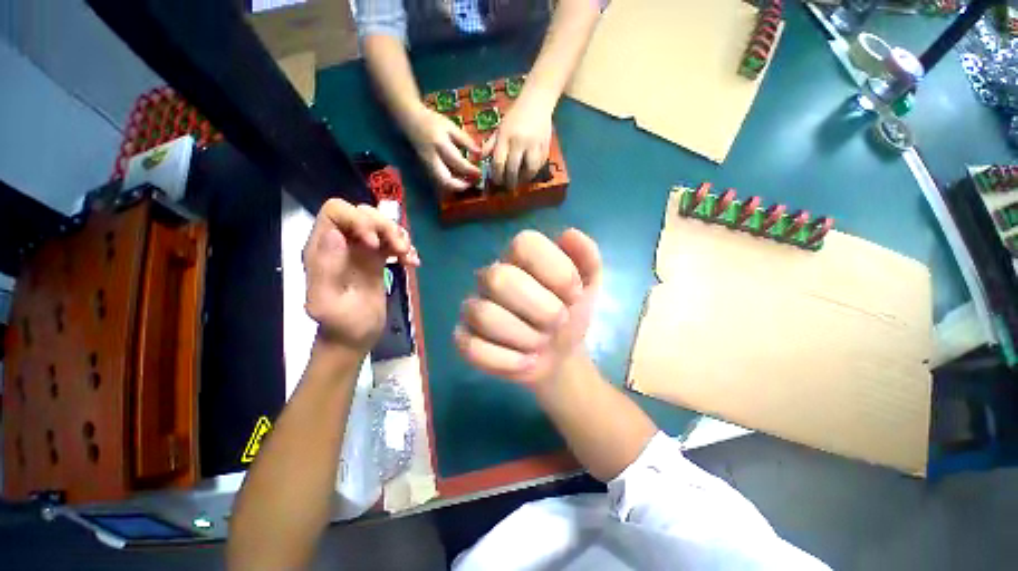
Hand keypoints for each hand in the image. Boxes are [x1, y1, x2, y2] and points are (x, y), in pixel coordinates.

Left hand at [303, 199, 419, 352]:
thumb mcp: (327, 302)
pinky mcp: (377, 258)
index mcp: (322, 249)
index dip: (358, 219)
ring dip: (399, 236)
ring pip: (381, 224)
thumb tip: (335, 233)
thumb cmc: (341, 324)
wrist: (355, 337)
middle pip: (364, 213)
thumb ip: (325, 269)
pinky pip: (393, 241)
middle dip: (385, 226)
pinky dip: (406, 247)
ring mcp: (361, 250)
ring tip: (407, 257)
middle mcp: (342, 243)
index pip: (336, 211)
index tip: (374, 243)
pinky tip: (412, 263)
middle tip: (399, 249)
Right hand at [405, 105, 480, 192]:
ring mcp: (427, 166)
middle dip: (461, 186)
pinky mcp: (426, 170)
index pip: (458, 163)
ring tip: (468, 182)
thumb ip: (465, 140)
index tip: (479, 172)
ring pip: (443, 183)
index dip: (470, 170)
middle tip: (472, 183)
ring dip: (456, 186)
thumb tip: (480, 154)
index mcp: (440, 145)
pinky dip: (451, 183)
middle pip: (446, 181)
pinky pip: (440, 180)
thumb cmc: (432, 122)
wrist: (409, 120)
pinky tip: (459, 179)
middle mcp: (432, 159)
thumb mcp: (451, 126)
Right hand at [455, 229, 601, 387]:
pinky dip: (508, 361)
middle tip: (558, 322)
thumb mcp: (589, 284)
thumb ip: (587, 256)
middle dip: (541, 309)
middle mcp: (491, 276)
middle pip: (499, 279)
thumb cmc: (570, 312)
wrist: (560, 354)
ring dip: (525, 337)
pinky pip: (472, 349)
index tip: (575, 295)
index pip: (523, 244)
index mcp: (520, 256)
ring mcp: (474, 307)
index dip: (556, 272)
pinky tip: (526, 361)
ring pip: (485, 315)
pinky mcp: (465, 339)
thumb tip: (569, 234)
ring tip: (541, 343)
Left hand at [483, 92, 552, 189]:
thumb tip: (481, 159)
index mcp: (506, 136)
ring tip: (520, 181)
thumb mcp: (500, 128)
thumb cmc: (515, 116)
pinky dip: (535, 171)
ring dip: (524, 179)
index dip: (497, 176)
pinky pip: (540, 165)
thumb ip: (491, 144)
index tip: (497, 181)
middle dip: (510, 181)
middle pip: (513, 169)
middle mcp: (520, 142)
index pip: (499, 162)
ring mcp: (534, 145)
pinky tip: (530, 172)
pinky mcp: (546, 146)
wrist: (537, 102)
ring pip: (529, 170)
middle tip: (508, 187)